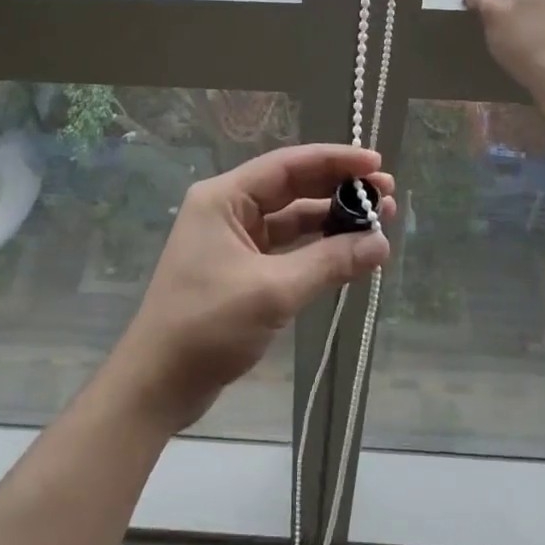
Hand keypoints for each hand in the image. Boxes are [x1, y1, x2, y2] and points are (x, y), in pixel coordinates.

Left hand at [108, 144, 395, 433]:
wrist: (157, 384)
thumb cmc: (207, 325)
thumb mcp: (273, 291)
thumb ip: (329, 262)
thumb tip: (380, 243)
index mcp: (224, 198)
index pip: (288, 165)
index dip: (335, 161)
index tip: (377, 164)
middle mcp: (228, 209)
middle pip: (293, 188)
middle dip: (339, 190)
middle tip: (386, 196)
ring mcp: (234, 240)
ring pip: (292, 219)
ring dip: (332, 220)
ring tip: (378, 222)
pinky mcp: (241, 269)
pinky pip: (287, 248)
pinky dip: (317, 249)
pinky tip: (350, 252)